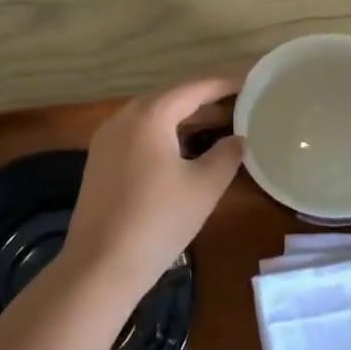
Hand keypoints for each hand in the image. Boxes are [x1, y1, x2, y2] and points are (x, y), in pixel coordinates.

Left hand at [57, 76, 246, 301]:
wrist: (100, 266)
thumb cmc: (158, 221)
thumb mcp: (204, 187)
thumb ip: (226, 155)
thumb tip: (238, 139)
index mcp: (149, 115)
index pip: (193, 88)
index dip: (224, 85)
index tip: (250, 83)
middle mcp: (123, 118)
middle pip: (170, 99)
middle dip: (205, 102)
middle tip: (239, 107)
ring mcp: (106, 140)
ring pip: (153, 118)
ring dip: (184, 120)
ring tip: (218, 127)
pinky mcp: (100, 162)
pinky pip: (139, 136)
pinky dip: (164, 136)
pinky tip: (184, 152)